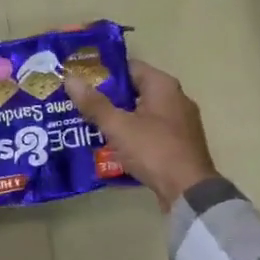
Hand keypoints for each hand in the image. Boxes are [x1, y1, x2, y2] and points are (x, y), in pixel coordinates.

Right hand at [64, 61, 217, 208]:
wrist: (189, 193)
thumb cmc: (153, 150)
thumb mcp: (118, 126)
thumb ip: (94, 103)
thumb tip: (70, 78)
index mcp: (163, 85)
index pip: (129, 67)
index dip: (103, 72)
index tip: (81, 80)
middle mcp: (175, 98)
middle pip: (135, 90)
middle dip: (108, 97)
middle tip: (80, 104)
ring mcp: (181, 122)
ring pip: (142, 113)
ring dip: (119, 118)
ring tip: (90, 124)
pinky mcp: (181, 144)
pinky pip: (151, 131)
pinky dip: (133, 134)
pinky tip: (113, 145)